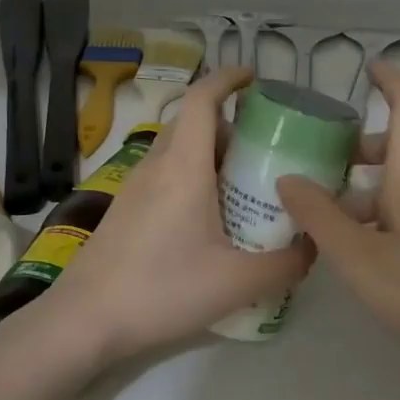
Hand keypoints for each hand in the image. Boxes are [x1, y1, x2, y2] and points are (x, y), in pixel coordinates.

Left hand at [36, 68, 312, 364]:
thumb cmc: (162, 290)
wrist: (85, 320)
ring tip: (246, 186)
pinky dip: (193, 179)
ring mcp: (135, 188)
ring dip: (211, 155)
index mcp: (183, 167)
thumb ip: (286, 263)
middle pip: (193, 124)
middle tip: (268, 150)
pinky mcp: (125, 211)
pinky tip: (211, 220)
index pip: (202, 99)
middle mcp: (156, 166)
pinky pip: (165, 176)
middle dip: (231, 125)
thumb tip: (314, 246)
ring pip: (178, 151)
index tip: (255, 78)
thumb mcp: (237, 282)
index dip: (228, 79)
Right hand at [277, 63, 399, 380]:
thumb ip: (320, 216)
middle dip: (355, 147)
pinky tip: (352, 249)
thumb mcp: (359, 257)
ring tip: (318, 215)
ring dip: (360, 189)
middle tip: (314, 161)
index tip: (366, 67)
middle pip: (396, 148)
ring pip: (398, 185)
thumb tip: (288, 177)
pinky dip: (375, 215)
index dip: (389, 80)